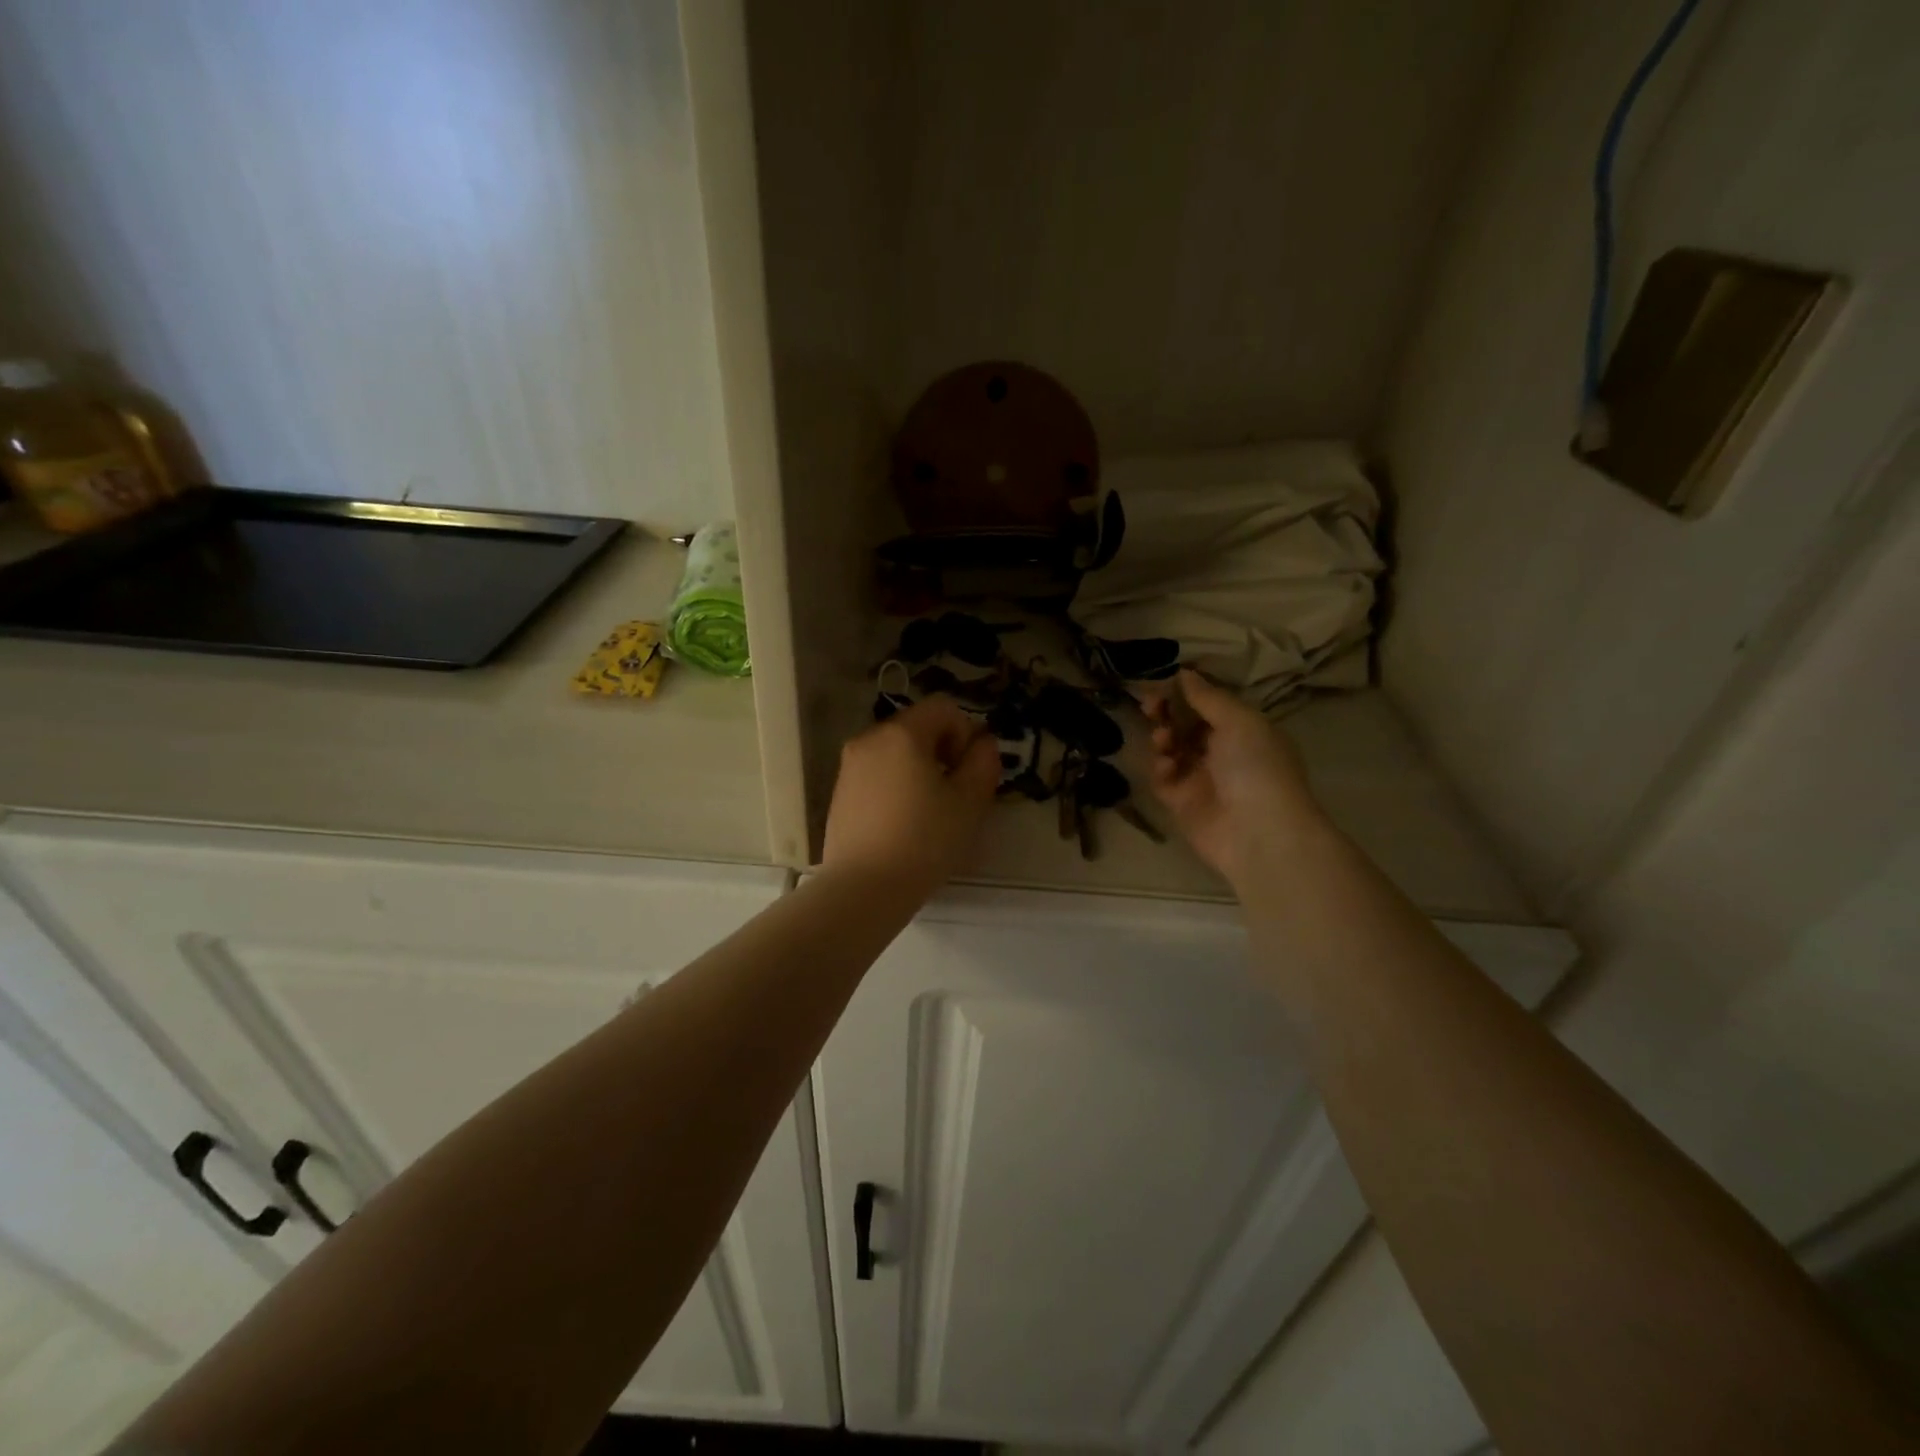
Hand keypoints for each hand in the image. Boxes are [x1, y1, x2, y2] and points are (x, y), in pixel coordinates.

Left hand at [823, 696, 1000, 895]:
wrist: (864, 888)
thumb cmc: (924, 840)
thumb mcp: (969, 802)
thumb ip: (983, 762)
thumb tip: (983, 743)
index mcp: (902, 733)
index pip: (943, 708)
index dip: (965, 732)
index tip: (968, 770)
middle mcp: (869, 739)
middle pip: (917, 727)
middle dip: (942, 751)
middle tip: (955, 792)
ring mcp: (849, 767)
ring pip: (895, 753)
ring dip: (918, 770)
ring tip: (929, 811)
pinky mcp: (839, 793)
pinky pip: (876, 775)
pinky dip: (895, 786)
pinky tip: (903, 824)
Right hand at [1143, 669, 1329, 889]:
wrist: (1259, 833)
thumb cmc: (1256, 767)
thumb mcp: (1239, 721)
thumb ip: (1208, 697)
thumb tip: (1184, 672)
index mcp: (1243, 730)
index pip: (1207, 704)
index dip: (1184, 693)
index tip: (1162, 683)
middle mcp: (1222, 752)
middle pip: (1185, 725)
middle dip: (1166, 713)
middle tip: (1149, 706)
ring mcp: (1201, 778)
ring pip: (1170, 749)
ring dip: (1163, 739)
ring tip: (1163, 740)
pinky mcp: (1182, 803)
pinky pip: (1163, 779)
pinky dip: (1161, 769)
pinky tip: (1168, 768)